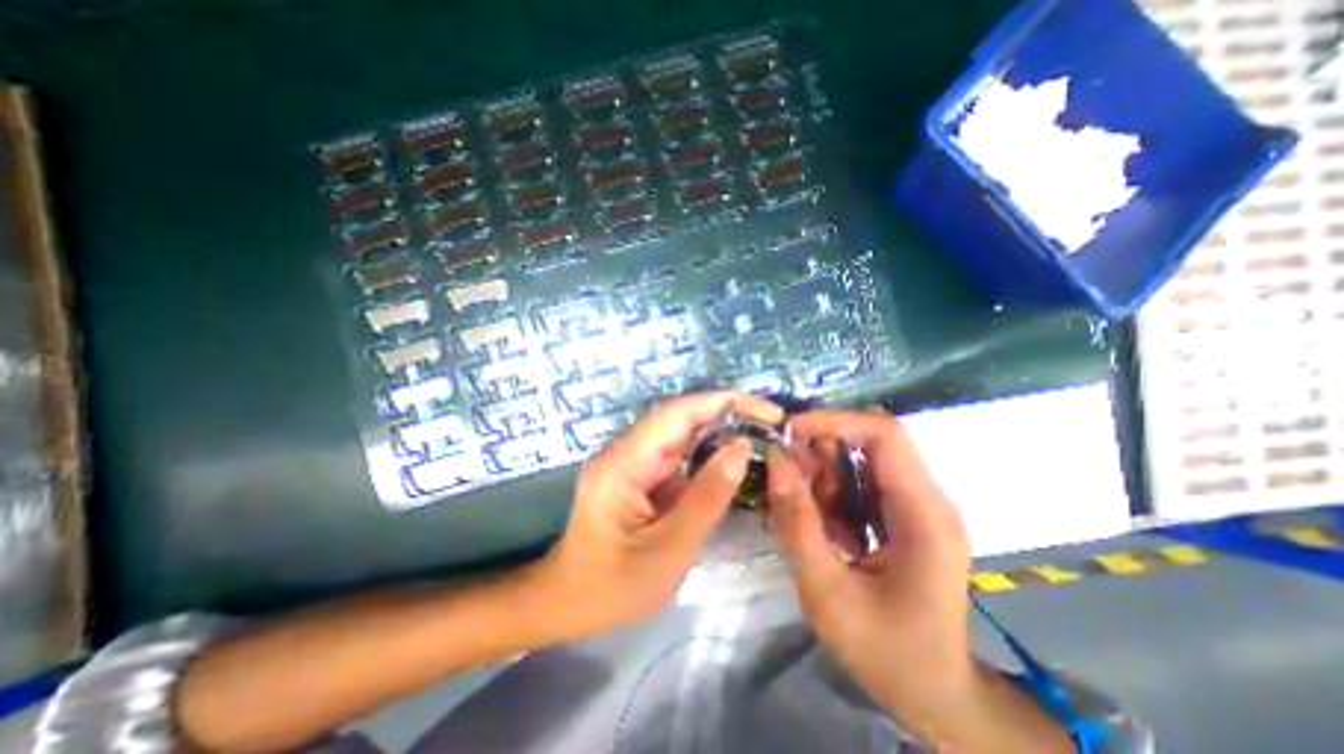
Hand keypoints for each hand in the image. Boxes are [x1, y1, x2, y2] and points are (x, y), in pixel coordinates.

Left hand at [540, 390, 788, 641]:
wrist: (567, 603)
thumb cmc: (611, 587)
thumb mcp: (668, 550)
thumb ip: (707, 497)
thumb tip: (742, 447)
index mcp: (624, 463)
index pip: (677, 414)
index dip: (722, 403)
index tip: (766, 410)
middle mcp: (625, 451)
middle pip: (680, 418)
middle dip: (727, 414)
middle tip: (771, 424)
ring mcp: (630, 461)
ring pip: (680, 434)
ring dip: (719, 432)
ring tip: (760, 437)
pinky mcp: (637, 474)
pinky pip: (676, 455)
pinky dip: (706, 455)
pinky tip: (731, 462)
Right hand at [766, 413, 977, 717]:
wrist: (934, 694)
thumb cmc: (885, 650)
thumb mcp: (827, 591)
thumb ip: (798, 523)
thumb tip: (775, 460)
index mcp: (923, 513)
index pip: (885, 434)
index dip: (834, 420)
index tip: (788, 430)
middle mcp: (927, 499)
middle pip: (872, 441)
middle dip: (821, 445)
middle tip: (783, 468)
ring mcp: (918, 506)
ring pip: (863, 459)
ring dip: (824, 469)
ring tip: (799, 502)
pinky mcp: (905, 516)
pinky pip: (862, 482)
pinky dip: (832, 489)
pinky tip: (819, 519)